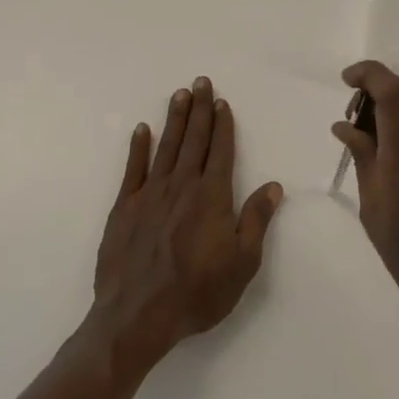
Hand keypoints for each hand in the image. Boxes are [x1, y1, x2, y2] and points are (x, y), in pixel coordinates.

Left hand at [85, 77, 283, 382]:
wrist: (137, 316)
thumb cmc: (197, 292)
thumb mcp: (242, 262)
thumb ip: (256, 220)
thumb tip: (274, 185)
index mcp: (212, 196)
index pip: (221, 151)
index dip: (223, 125)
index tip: (223, 102)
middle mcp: (182, 186)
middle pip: (194, 140)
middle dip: (199, 109)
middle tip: (201, 81)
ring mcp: (150, 194)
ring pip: (166, 147)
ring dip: (174, 119)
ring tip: (179, 94)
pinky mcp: (124, 208)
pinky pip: (133, 169)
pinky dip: (138, 147)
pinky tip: (142, 130)